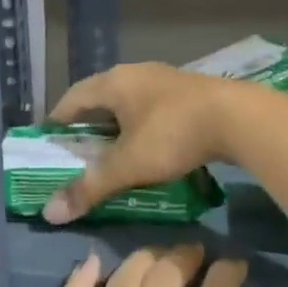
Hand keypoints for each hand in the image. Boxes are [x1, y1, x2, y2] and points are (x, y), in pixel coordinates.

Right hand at [43, 63, 248, 223]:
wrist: (239, 118)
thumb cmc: (173, 134)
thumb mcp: (128, 165)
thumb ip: (90, 187)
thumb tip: (49, 212)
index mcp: (114, 83)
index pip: (73, 98)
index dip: (57, 119)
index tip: (48, 140)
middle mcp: (136, 73)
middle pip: (101, 97)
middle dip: (87, 124)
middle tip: (78, 150)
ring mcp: (165, 79)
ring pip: (129, 102)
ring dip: (117, 125)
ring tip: (111, 151)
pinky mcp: (189, 92)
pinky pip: (153, 108)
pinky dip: (141, 126)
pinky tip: (148, 146)